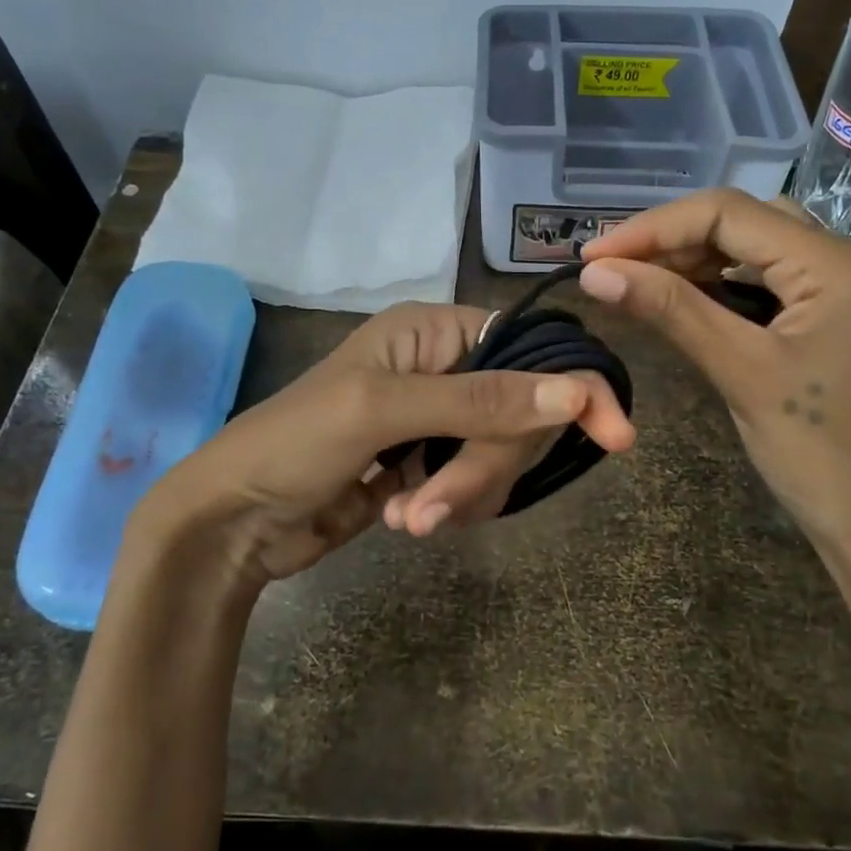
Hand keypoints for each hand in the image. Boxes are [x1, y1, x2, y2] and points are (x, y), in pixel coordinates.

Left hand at [123, 301, 634, 589]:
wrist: (234, 520)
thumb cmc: (294, 443)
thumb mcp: (383, 412)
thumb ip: (480, 400)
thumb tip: (576, 390)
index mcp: (434, 330)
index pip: (529, 350)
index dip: (570, 389)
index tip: (616, 436)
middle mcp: (445, 366)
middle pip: (519, 412)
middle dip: (484, 464)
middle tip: (436, 501)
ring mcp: (438, 420)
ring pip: (500, 455)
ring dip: (461, 493)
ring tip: (409, 517)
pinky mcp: (430, 465)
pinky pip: (475, 483)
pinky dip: (451, 506)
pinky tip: (404, 518)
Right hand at [579, 189, 850, 561]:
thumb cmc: (820, 453)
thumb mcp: (741, 372)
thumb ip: (671, 310)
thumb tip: (596, 272)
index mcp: (834, 263)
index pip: (727, 213)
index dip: (652, 228)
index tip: (593, 254)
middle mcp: (843, 260)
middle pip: (741, 222)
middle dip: (670, 239)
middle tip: (609, 267)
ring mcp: (840, 290)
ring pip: (752, 250)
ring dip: (691, 260)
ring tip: (634, 281)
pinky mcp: (830, 319)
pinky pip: (766, 282)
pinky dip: (718, 285)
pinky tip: (682, 300)